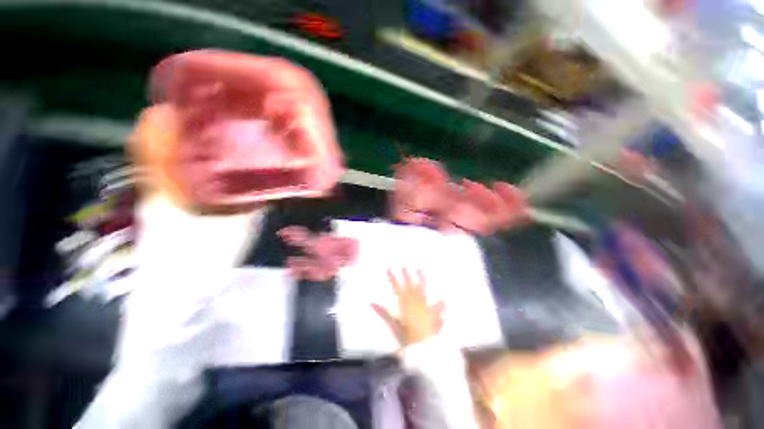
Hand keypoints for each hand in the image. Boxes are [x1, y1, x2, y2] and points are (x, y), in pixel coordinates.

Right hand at [371, 269, 444, 345]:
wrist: (423, 346)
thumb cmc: (406, 335)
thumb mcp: (393, 323)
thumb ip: (383, 312)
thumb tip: (372, 302)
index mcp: (405, 303)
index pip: (397, 287)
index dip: (392, 277)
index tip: (389, 268)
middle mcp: (415, 301)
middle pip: (410, 285)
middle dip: (407, 273)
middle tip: (404, 263)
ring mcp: (425, 306)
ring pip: (423, 290)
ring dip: (422, 279)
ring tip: (421, 269)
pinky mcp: (434, 312)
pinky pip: (439, 305)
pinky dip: (441, 302)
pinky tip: (445, 296)